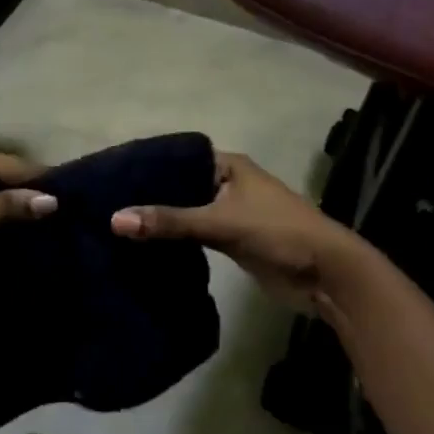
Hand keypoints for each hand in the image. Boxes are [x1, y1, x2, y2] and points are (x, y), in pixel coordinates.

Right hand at [112, 151, 363, 311]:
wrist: (327, 276)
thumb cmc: (278, 232)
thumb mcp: (221, 222)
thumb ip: (170, 221)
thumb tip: (114, 219)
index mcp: (229, 166)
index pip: (179, 158)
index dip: (149, 166)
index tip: (112, 176)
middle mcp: (228, 184)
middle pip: (181, 186)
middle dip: (151, 197)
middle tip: (106, 204)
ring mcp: (231, 214)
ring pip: (187, 213)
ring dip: (163, 221)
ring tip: (117, 225)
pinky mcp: (233, 241)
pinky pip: (196, 236)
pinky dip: (176, 241)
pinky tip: (145, 247)